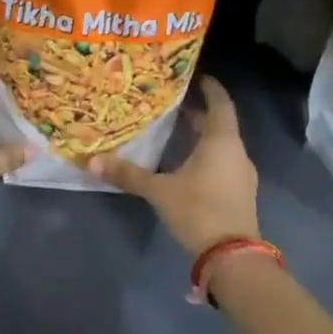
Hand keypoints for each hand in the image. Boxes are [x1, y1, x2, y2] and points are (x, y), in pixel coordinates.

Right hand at [91, 77, 258, 255]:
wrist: (232, 258)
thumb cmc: (198, 211)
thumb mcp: (159, 191)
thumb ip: (128, 174)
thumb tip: (91, 161)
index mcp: (222, 141)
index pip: (220, 103)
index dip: (210, 88)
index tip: (195, 76)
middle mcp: (236, 152)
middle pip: (219, 124)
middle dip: (198, 113)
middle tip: (173, 104)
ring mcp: (241, 175)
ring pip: (221, 145)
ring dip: (202, 136)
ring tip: (175, 131)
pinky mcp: (239, 194)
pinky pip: (223, 163)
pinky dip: (206, 156)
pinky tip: (186, 165)